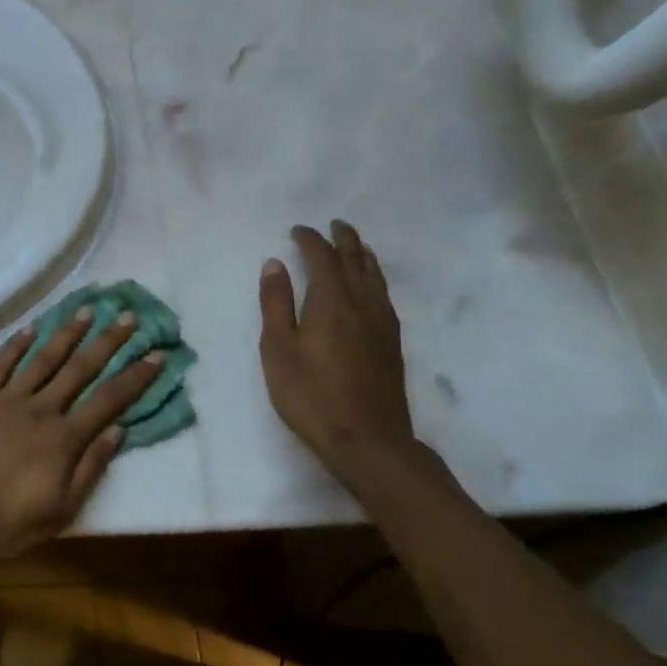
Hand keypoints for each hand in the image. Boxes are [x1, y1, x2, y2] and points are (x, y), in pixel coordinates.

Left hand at [0, 310, 162, 563]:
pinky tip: (29, 329)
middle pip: (79, 369)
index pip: (109, 400)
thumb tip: (118, 430)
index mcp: (63, 438)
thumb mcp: (61, 510)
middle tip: (126, 316)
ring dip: (65, 333)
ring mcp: (5, 400)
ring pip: (41, 359)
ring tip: (84, 310)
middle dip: (106, 341)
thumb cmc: (7, 523)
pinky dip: (15, 345)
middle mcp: (39, 409)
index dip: (135, 376)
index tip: (156, 354)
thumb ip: (90, 468)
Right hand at [259, 221, 414, 471]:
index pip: (323, 258)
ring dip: (363, 256)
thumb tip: (275, 264)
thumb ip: (276, 304)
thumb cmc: (310, 395)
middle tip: (334, 225)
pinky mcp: (392, 343)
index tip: (297, 230)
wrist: (367, 440)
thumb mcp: (278, 349)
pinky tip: (371, 286)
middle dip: (344, 240)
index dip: (310, 240)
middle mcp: (363, 305)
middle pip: (357, 261)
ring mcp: (382, 324)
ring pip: (376, 277)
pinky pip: (384, 294)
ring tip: (355, 246)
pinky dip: (374, 277)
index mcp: (332, 302)